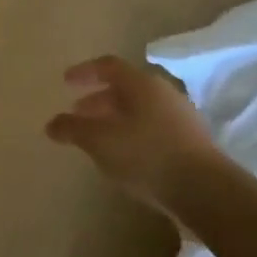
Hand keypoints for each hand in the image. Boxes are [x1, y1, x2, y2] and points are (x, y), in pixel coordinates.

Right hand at [44, 55, 224, 223]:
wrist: (205, 190)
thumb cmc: (146, 155)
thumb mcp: (99, 141)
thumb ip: (72, 129)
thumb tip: (51, 124)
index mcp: (141, 83)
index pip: (108, 66)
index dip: (84, 72)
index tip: (66, 82)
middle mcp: (163, 92)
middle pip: (125, 88)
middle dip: (98, 99)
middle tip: (78, 112)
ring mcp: (181, 116)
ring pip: (140, 109)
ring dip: (116, 117)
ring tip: (98, 136)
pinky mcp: (191, 141)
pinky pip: (153, 127)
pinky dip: (133, 133)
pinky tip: (124, 154)